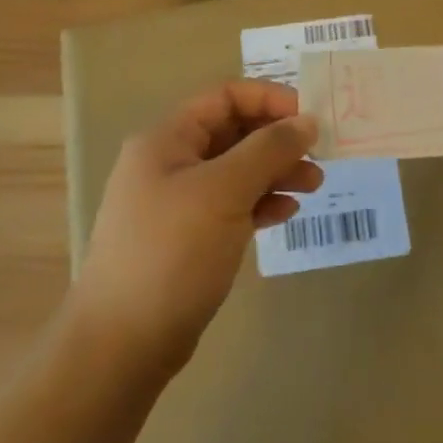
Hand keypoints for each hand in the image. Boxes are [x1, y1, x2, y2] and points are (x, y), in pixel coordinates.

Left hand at [70, 81, 320, 373]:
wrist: (123, 345)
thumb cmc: (172, 252)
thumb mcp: (224, 191)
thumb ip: (268, 150)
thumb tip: (307, 120)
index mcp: (167, 139)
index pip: (225, 96)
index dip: (269, 99)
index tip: (310, 117)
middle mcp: (170, 162)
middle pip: (233, 132)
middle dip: (278, 139)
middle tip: (319, 155)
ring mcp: (177, 202)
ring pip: (236, 170)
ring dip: (276, 172)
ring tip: (315, 186)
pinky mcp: (187, 237)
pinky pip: (231, 205)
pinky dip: (260, 203)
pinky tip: (286, 213)